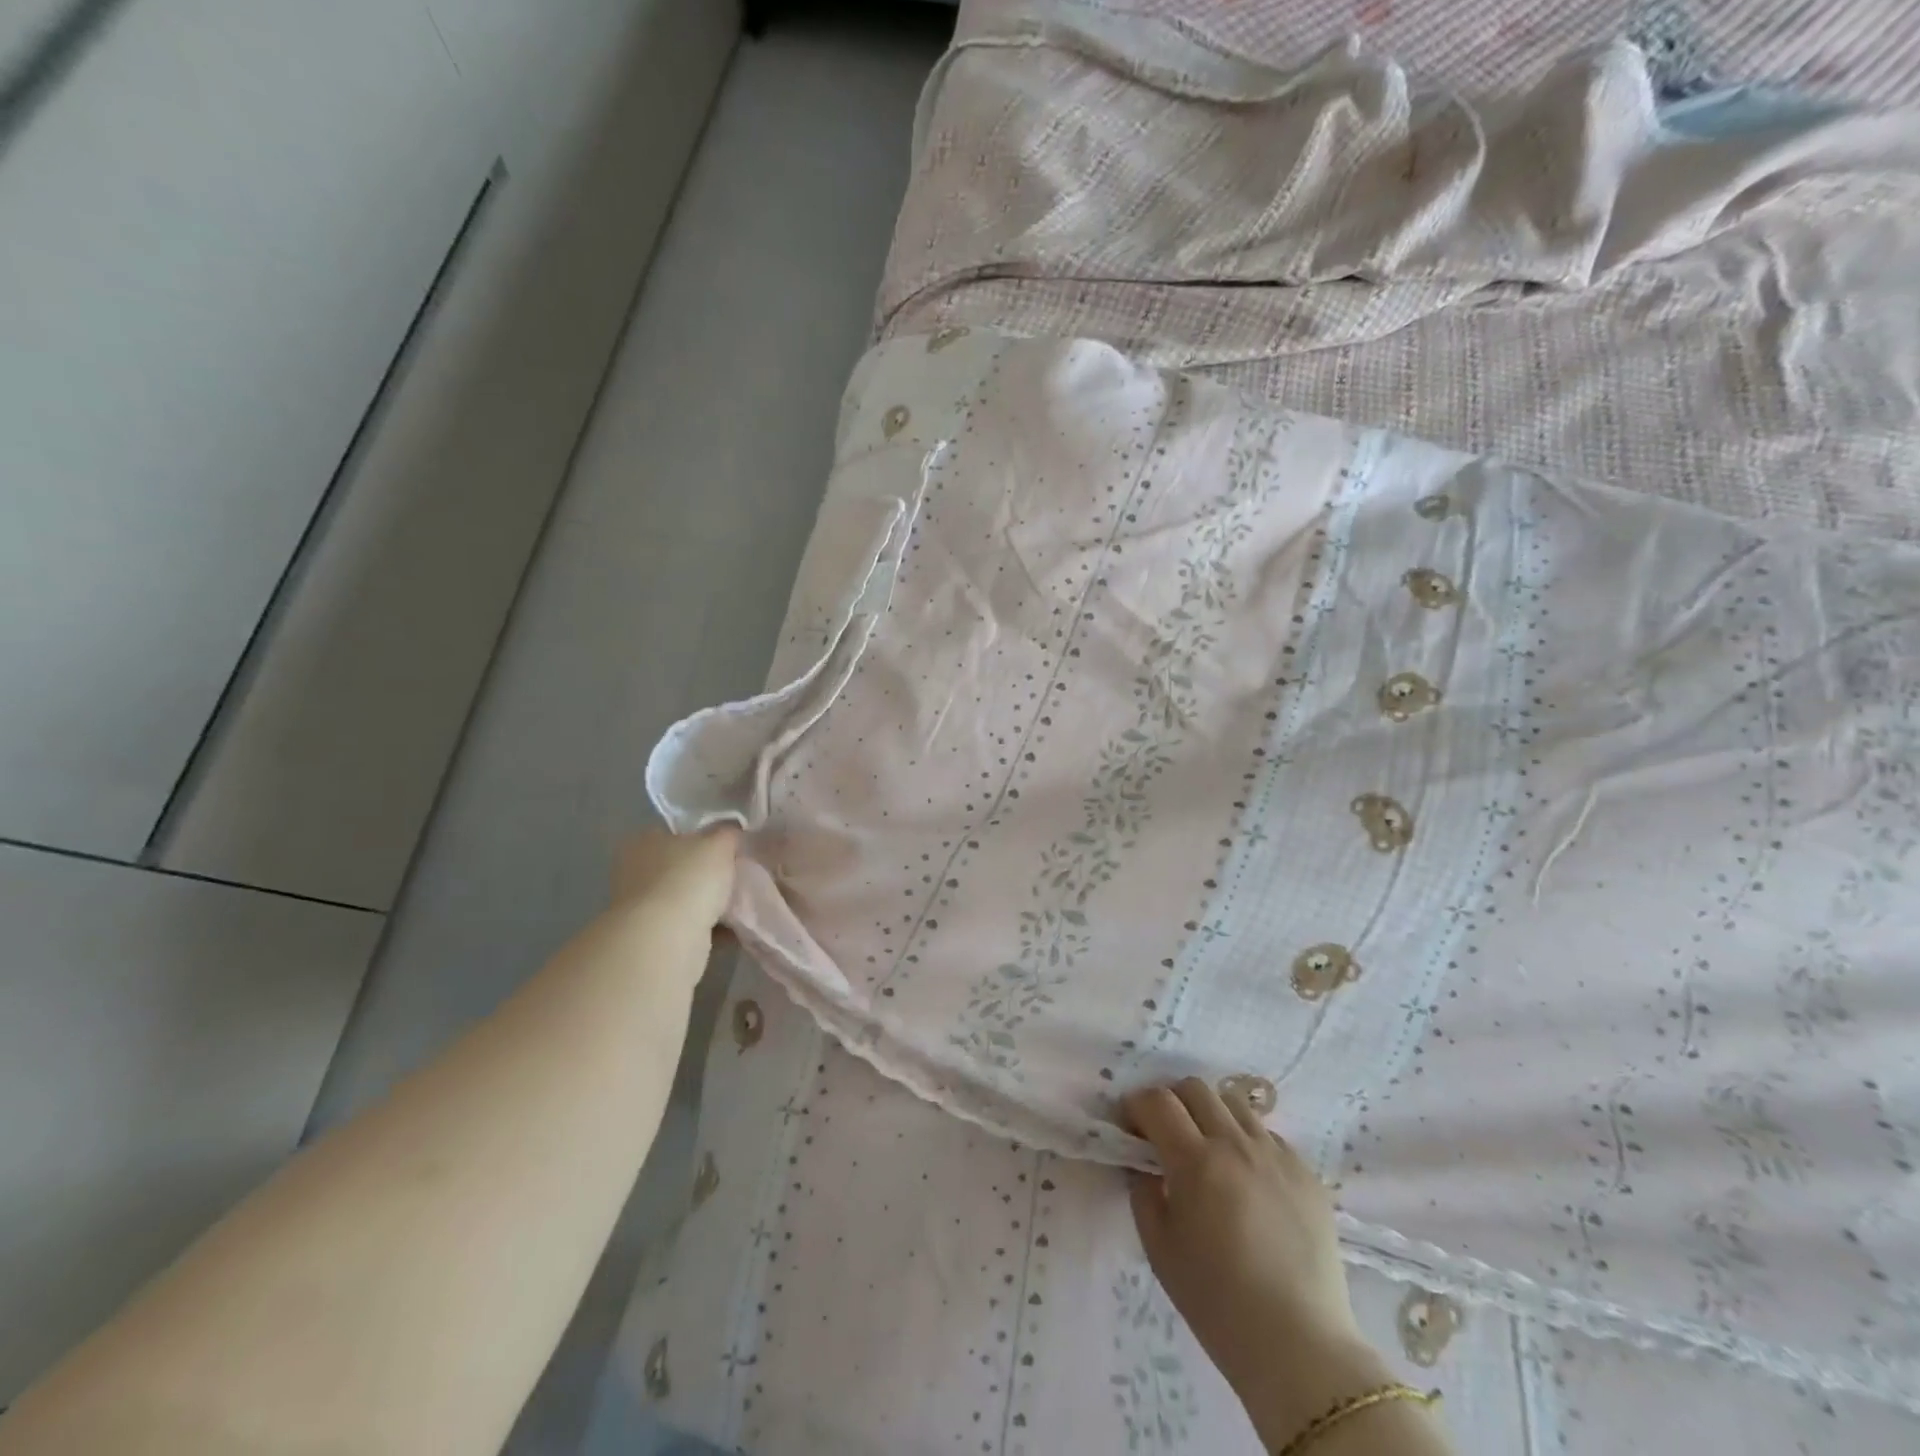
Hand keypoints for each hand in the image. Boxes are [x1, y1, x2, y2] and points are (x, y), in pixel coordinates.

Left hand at [613, 825, 738, 929]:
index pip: (677, 833)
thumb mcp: (720, 843)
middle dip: (707, 874)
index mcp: (644, 841)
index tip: (729, 849)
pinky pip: (688, 925)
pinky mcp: (650, 936)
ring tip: (740, 904)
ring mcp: (640, 906)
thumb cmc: (689, 878)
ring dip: (709, 903)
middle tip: (737, 876)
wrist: (667, 937)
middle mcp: (635, 870)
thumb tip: (732, 832)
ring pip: (685, 898)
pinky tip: (732, 928)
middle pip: (681, 867)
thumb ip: (728, 834)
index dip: (704, 838)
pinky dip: (709, 927)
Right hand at [1124, 1080, 1387, 1428]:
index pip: (1157, 1101)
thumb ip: (1143, 1192)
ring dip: (1211, 1115)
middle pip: (1195, 1088)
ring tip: (1210, 1151)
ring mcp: (1276, 1155)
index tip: (1131, 1127)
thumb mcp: (1159, 1247)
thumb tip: (1145, 1164)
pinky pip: (1268, 1136)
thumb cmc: (1217, 1302)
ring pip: (1234, 1103)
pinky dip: (1247, 1143)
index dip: (1136, 1106)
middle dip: (1172, 1102)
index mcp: (1195, 1161)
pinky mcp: (1306, 1173)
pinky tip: (1248, 1180)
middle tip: (1167, 1135)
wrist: (1299, 1346)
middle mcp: (1236, 1144)